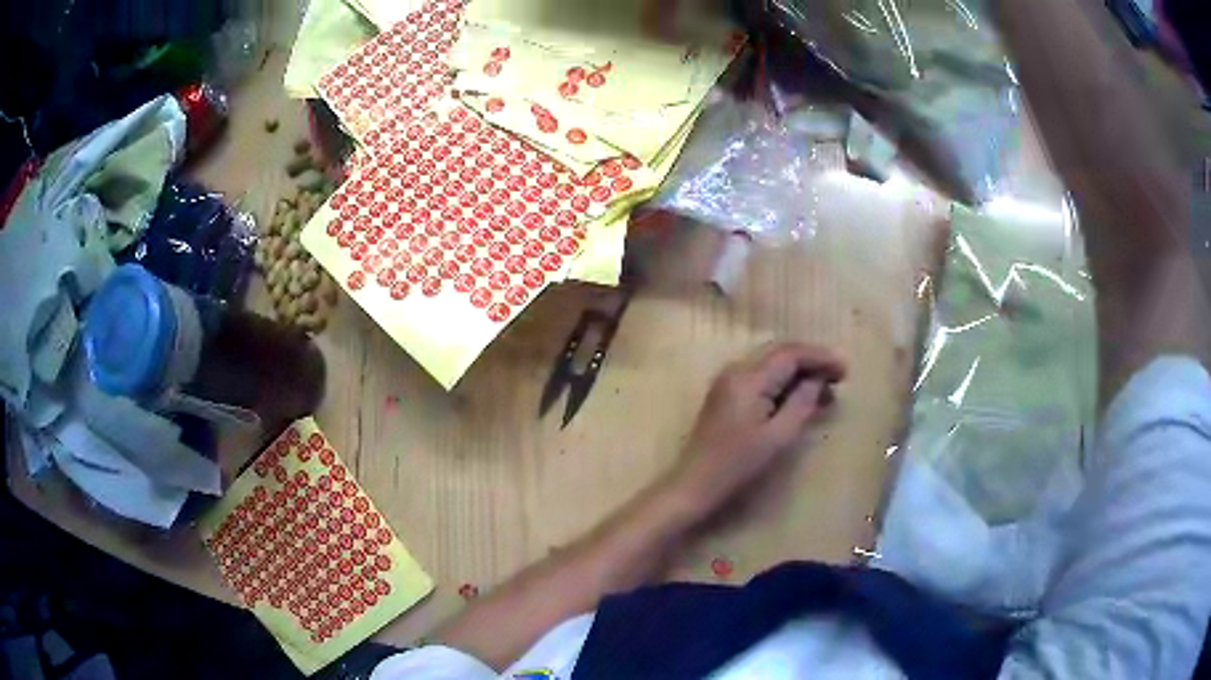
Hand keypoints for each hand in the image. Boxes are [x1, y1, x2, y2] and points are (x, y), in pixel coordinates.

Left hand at [669, 342, 845, 514]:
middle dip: (812, 361)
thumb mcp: (778, 437)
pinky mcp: (726, 395)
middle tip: (839, 377)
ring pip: (771, 364)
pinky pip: (761, 377)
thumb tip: (818, 379)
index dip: (820, 357)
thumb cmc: (738, 465)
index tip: (845, 371)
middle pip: (780, 353)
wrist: (694, 484)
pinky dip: (784, 382)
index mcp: (749, 378)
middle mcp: (737, 370)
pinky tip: (801, 398)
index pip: (790, 353)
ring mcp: (728, 382)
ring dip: (799, 371)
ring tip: (826, 390)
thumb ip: (801, 403)